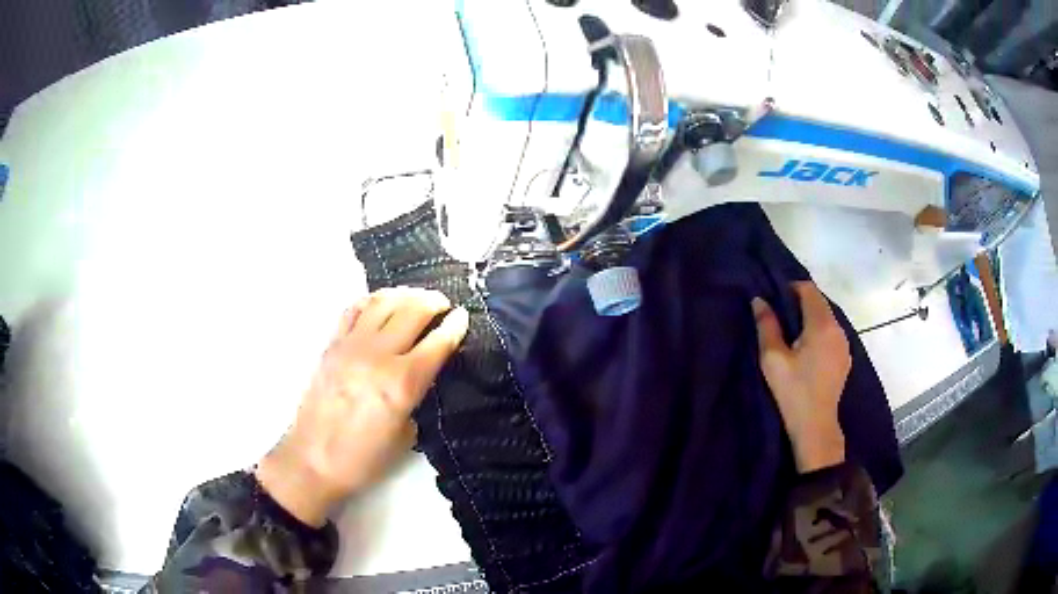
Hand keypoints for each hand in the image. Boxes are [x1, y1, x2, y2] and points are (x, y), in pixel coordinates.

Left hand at [256, 287, 469, 525]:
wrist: (313, 460)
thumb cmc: (363, 459)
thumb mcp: (404, 436)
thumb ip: (415, 399)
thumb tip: (418, 379)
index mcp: (402, 383)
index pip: (437, 343)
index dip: (455, 326)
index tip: (464, 316)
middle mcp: (378, 356)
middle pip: (412, 311)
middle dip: (433, 302)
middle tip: (443, 304)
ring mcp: (351, 347)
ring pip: (382, 302)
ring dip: (404, 295)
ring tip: (415, 297)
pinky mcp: (331, 346)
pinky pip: (353, 310)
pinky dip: (371, 300)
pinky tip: (380, 303)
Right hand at [752, 282, 850, 473]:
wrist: (815, 426)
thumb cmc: (793, 391)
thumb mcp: (773, 359)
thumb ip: (767, 326)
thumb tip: (759, 300)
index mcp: (821, 325)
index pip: (809, 289)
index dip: (791, 288)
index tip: (775, 299)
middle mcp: (838, 329)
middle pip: (820, 302)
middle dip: (800, 303)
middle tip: (780, 317)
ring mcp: (844, 344)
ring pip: (827, 318)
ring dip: (810, 318)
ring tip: (792, 335)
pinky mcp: (845, 358)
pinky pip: (832, 334)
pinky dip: (819, 333)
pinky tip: (807, 351)